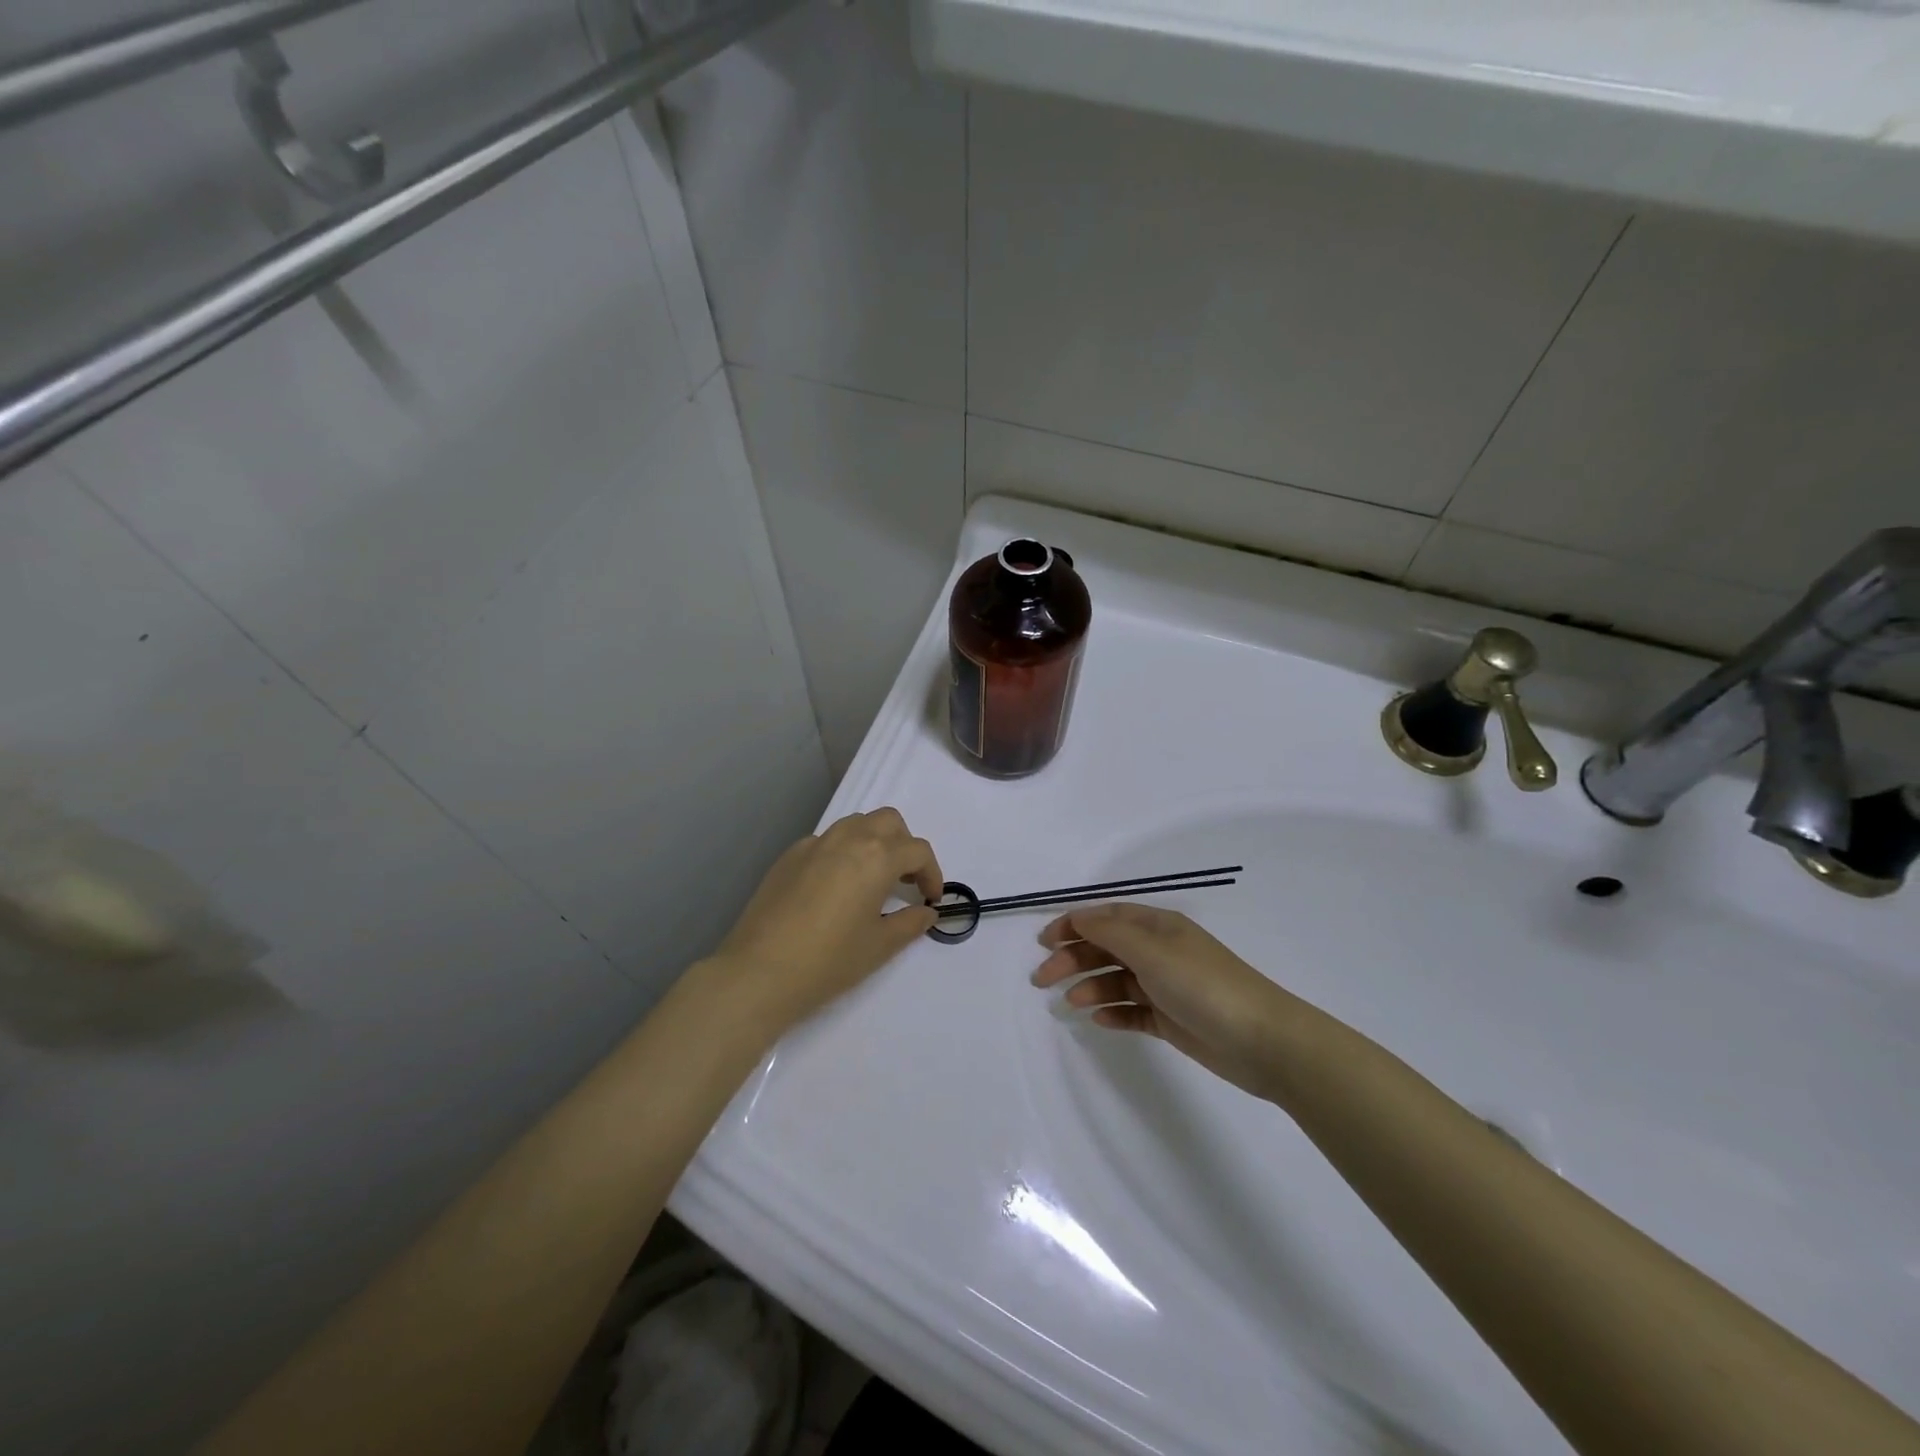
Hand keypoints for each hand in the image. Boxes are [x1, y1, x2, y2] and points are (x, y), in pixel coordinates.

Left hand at [708, 808, 942, 1031]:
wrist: (759, 972)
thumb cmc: (829, 961)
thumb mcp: (879, 946)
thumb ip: (910, 923)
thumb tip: (927, 912)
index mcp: (876, 857)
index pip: (917, 850)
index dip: (932, 873)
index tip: (931, 899)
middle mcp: (847, 839)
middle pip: (888, 821)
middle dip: (904, 845)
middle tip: (904, 881)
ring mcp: (814, 844)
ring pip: (855, 824)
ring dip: (873, 842)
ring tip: (872, 880)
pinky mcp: (788, 857)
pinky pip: (826, 841)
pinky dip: (842, 853)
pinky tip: (834, 888)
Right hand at [1031, 904, 1302, 1101]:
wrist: (1262, 1040)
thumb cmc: (1203, 984)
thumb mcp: (1152, 951)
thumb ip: (1110, 934)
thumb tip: (1078, 918)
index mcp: (1157, 927)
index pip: (1106, 918)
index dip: (1072, 925)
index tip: (1043, 943)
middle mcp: (1159, 952)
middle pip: (1105, 948)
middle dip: (1073, 959)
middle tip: (1042, 980)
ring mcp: (1165, 986)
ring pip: (1116, 980)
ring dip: (1090, 987)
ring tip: (1071, 1004)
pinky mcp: (1170, 1019)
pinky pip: (1132, 1011)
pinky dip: (1113, 1013)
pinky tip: (1098, 1020)